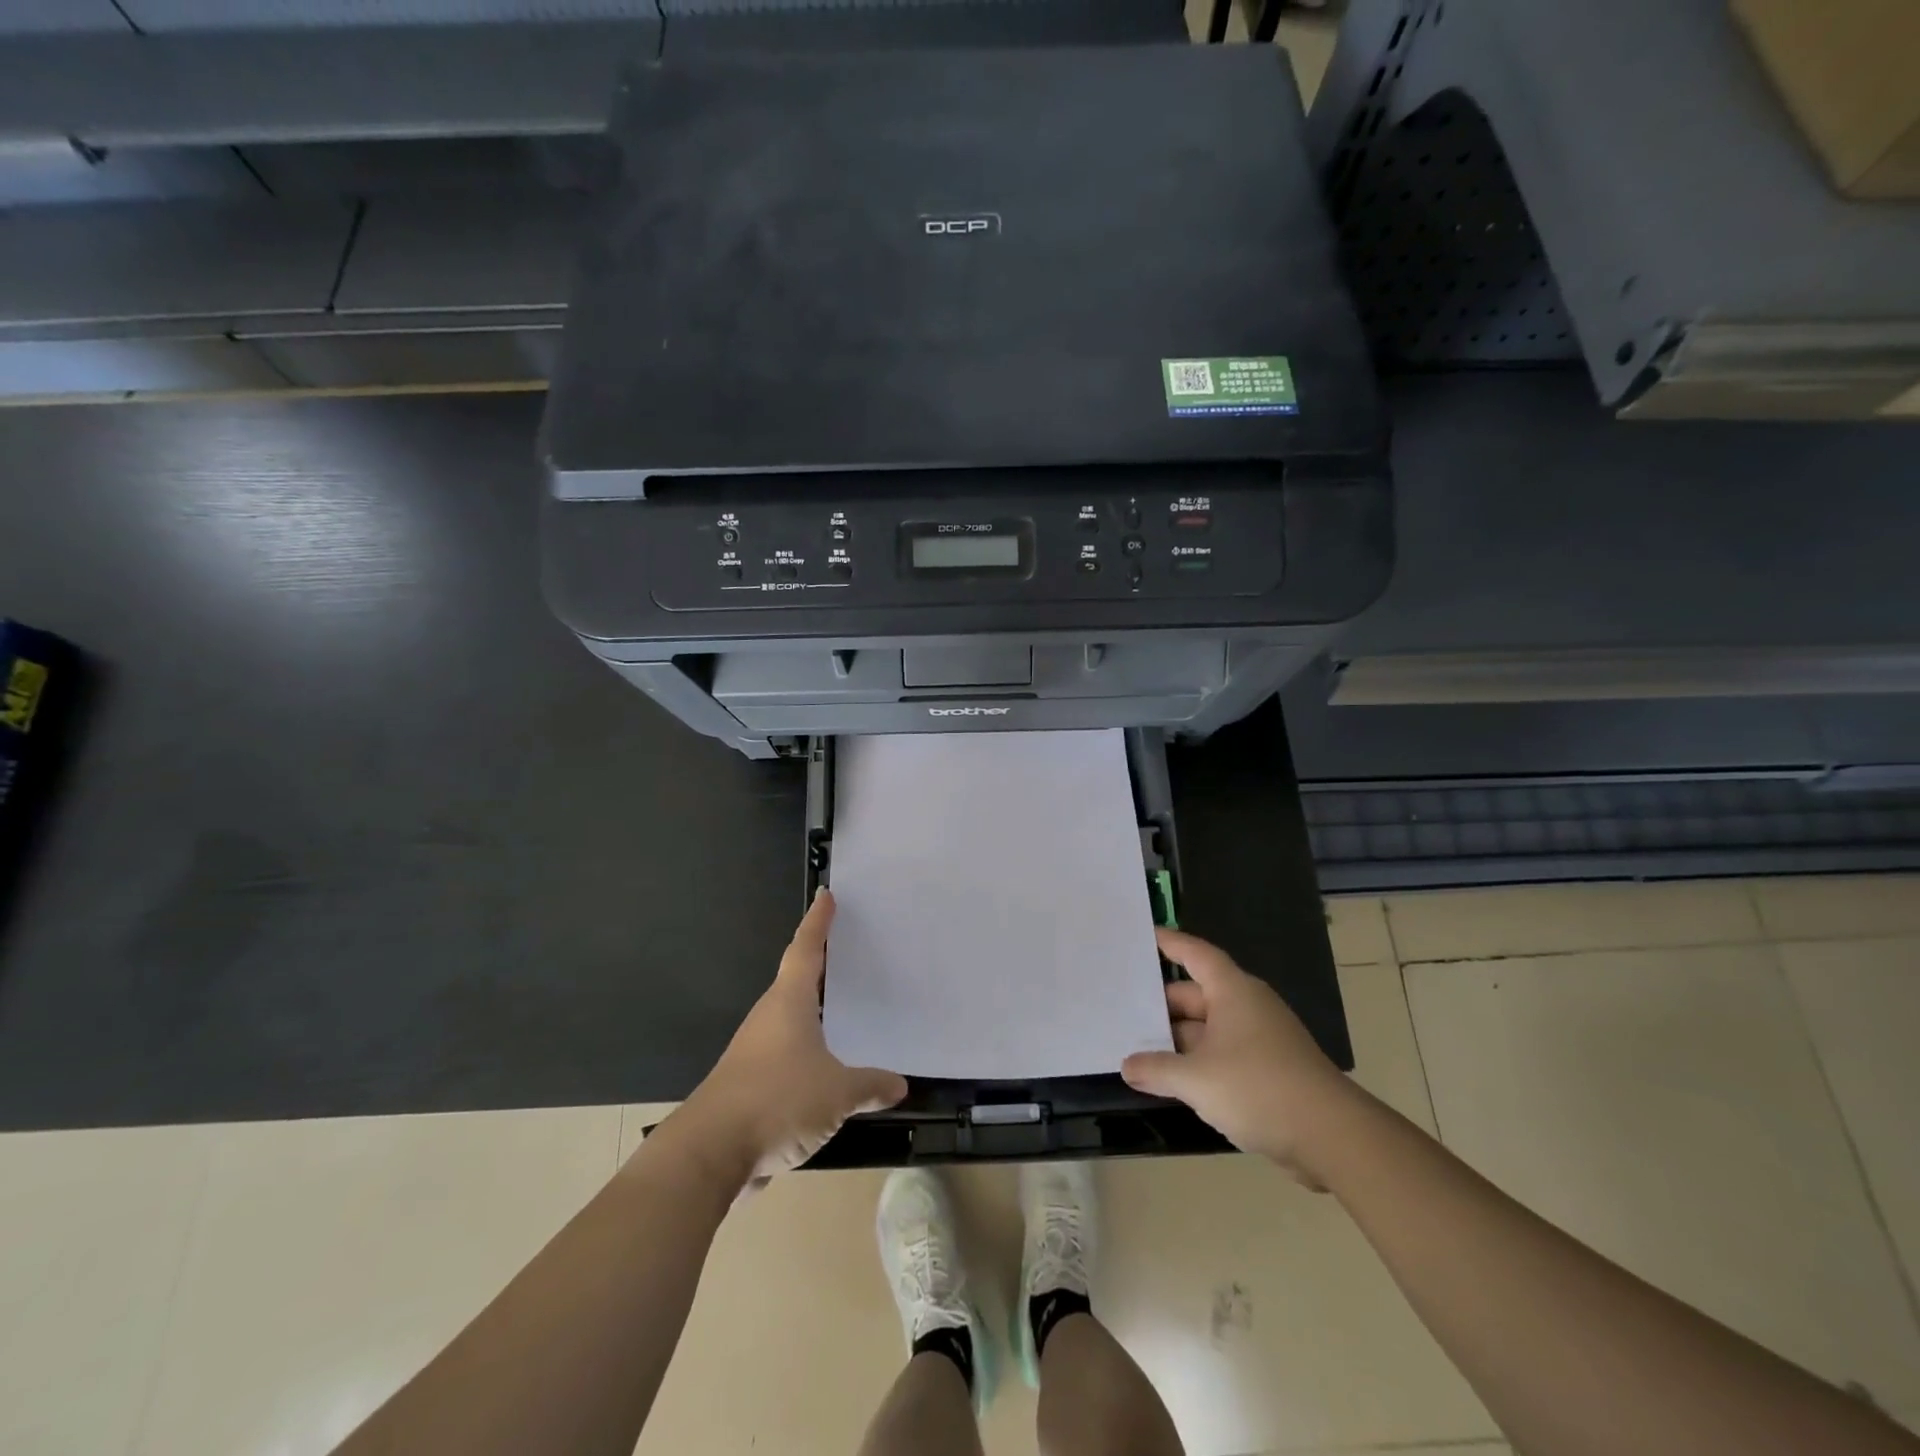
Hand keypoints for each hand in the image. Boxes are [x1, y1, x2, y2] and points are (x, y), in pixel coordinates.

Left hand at [674, 890, 907, 1192]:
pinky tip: (828, 1069)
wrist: (709, 1154)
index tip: (827, 896)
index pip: (806, 949)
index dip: (818, 922)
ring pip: (792, 1019)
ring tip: (847, 1008)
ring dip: (816, 1011)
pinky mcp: (750, 1083)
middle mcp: (770, 1017)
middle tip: (853, 952)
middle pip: (798, 980)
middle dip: (823, 965)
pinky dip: (809, 1050)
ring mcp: (756, 1050)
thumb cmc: (776, 1101)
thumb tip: (899, 1084)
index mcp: (789, 1002)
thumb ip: (870, 1086)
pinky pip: (788, 1054)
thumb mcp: (837, 1093)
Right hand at [1121, 927, 1355, 1184]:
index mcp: (1232, 992)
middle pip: (1196, 995)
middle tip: (1122, 1008)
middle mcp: (1246, 1007)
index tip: (1146, 934)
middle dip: (1161, 1005)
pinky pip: (1222, 1054)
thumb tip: (1127, 1066)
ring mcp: (1259, 1039)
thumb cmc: (1259, 1088)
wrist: (1333, 1137)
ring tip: (1137, 1047)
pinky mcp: (1268, 1070)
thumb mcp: (1197, 1080)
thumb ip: (1157, 1070)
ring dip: (1177, 1039)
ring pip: (1208, 1029)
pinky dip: (1197, 1062)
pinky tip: (1172, 1080)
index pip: (1195, 954)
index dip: (1170, 943)